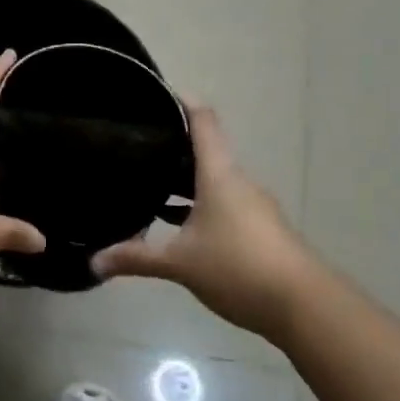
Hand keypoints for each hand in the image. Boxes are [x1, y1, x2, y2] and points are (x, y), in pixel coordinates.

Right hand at [91, 104, 311, 330]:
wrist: (305, 306)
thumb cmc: (238, 267)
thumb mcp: (180, 263)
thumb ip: (136, 258)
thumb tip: (94, 263)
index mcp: (218, 174)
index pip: (202, 121)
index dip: (181, 101)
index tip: (156, 94)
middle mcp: (237, 181)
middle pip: (205, 150)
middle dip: (172, 147)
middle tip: (136, 146)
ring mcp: (252, 205)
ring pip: (213, 180)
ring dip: (185, 180)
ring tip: (151, 185)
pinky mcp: (260, 229)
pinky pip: (224, 204)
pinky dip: (200, 205)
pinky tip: (180, 226)